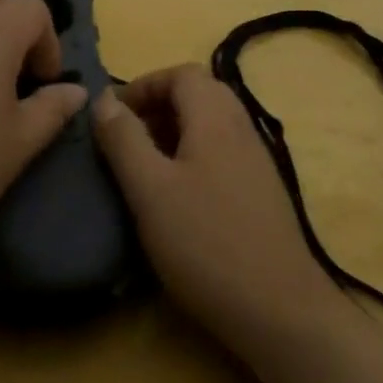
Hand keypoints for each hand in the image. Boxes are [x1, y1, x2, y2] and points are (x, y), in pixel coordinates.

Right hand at [92, 64, 343, 352]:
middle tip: (126, 138)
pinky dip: (193, 156)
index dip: (143, 85)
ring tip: (143, 167)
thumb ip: (124, 139)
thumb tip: (103, 99)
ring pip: (211, 124)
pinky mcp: (261, 192)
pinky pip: (222, 152)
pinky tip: (176, 197)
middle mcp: (242, 129)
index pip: (181, 73)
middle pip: (200, 94)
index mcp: (216, 119)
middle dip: (158, 106)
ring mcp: (257, 161)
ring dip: (174, 132)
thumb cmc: (205, 243)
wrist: (279, 309)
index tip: (112, 116)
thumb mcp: (150, 189)